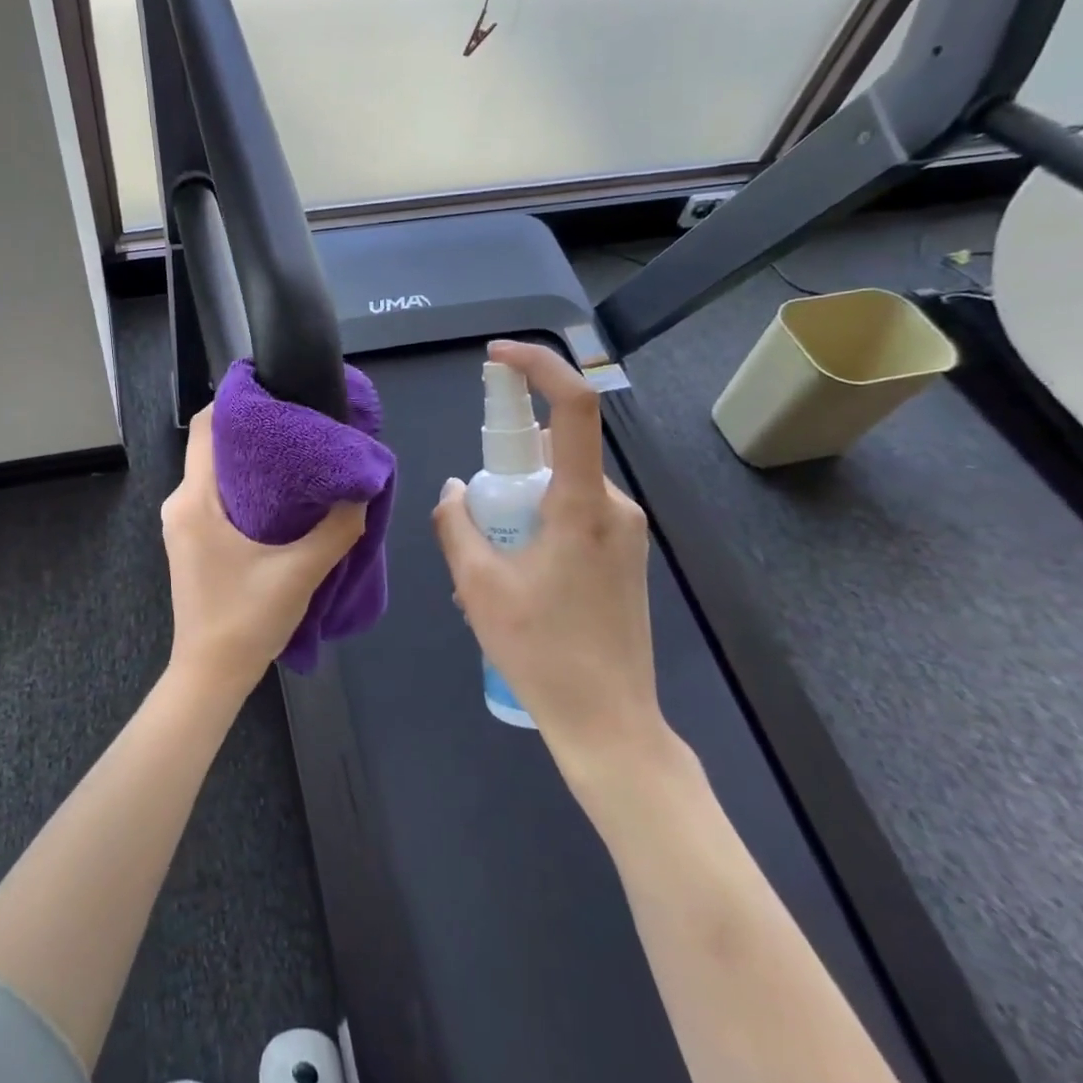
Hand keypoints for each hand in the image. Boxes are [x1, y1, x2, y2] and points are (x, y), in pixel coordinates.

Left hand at [162, 406, 367, 700]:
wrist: (210, 676)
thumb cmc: (246, 619)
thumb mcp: (300, 572)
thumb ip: (337, 530)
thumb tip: (363, 492)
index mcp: (194, 500)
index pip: (206, 428)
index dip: (236, 403)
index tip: (275, 392)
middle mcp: (180, 503)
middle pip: (213, 449)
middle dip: (253, 433)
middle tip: (300, 426)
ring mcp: (182, 524)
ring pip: (214, 475)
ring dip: (251, 464)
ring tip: (297, 459)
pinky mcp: (191, 542)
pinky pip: (214, 498)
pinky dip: (245, 489)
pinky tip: (280, 498)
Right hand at [431, 340, 672, 785]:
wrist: (610, 724)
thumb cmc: (541, 652)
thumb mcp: (477, 585)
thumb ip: (458, 523)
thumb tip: (456, 488)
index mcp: (583, 505)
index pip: (573, 408)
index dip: (538, 367)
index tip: (496, 358)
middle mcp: (615, 506)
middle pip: (557, 450)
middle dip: (508, 462)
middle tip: (475, 512)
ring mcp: (626, 532)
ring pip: (563, 484)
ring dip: (520, 499)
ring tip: (490, 560)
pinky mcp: (626, 554)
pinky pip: (575, 512)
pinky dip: (538, 520)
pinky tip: (515, 574)